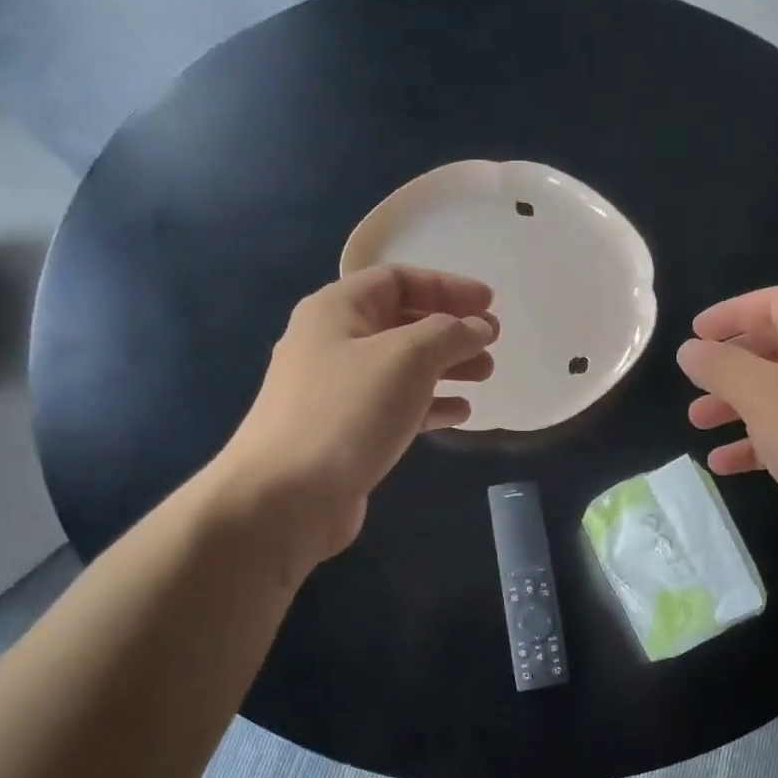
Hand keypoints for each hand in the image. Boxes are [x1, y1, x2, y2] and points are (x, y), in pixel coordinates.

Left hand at [216, 265, 497, 565]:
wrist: (285, 497)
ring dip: (445, 366)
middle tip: (492, 342)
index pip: (397, 280)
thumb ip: (449, 334)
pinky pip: (395, 406)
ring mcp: (337, 391)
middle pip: (401, 322)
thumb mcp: (406, 358)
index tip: (489, 304)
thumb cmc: (347, 413)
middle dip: (450, 329)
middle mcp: (332, 343)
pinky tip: (460, 414)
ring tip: (486, 376)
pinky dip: (429, 405)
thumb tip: (478, 327)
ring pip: (401, 367)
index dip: (447, 286)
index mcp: (336, 310)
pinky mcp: (346, 432)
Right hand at [676, 286, 777, 576]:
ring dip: (737, 405)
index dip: (732, 313)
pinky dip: (757, 442)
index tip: (694, 333)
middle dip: (731, 366)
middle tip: (694, 381)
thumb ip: (721, 367)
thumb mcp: (764, 396)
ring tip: (698, 422)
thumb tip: (689, 350)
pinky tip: (723, 463)